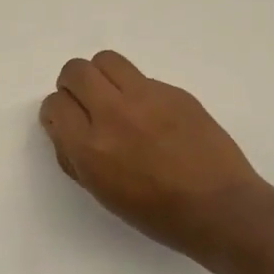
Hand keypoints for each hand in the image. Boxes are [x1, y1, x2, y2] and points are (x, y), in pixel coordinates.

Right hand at [39, 50, 273, 269]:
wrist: (219, 208)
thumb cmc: (156, 213)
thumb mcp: (101, 193)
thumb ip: (74, 156)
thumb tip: (63, 128)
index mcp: (90, 147)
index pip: (55, 104)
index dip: (57, 113)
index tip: (67, 122)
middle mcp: (113, 114)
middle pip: (76, 71)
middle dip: (72, 84)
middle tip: (85, 103)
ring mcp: (146, 97)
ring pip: (106, 60)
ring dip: (101, 76)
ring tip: (113, 98)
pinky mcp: (174, 91)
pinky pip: (141, 77)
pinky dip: (136, 91)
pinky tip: (152, 117)